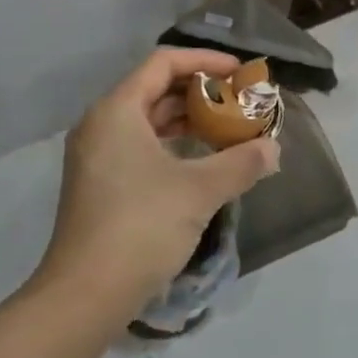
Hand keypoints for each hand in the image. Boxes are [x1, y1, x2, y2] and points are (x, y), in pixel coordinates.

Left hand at [36, 48, 280, 321]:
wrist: (84, 296)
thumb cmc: (141, 227)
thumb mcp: (199, 190)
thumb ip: (241, 163)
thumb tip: (273, 150)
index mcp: (117, 110)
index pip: (163, 62)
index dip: (205, 61)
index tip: (240, 73)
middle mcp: (101, 123)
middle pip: (154, 88)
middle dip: (200, 91)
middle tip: (239, 102)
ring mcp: (96, 155)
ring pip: (146, 119)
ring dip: (187, 119)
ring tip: (227, 128)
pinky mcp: (98, 183)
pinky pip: (139, 145)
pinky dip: (171, 144)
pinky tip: (199, 161)